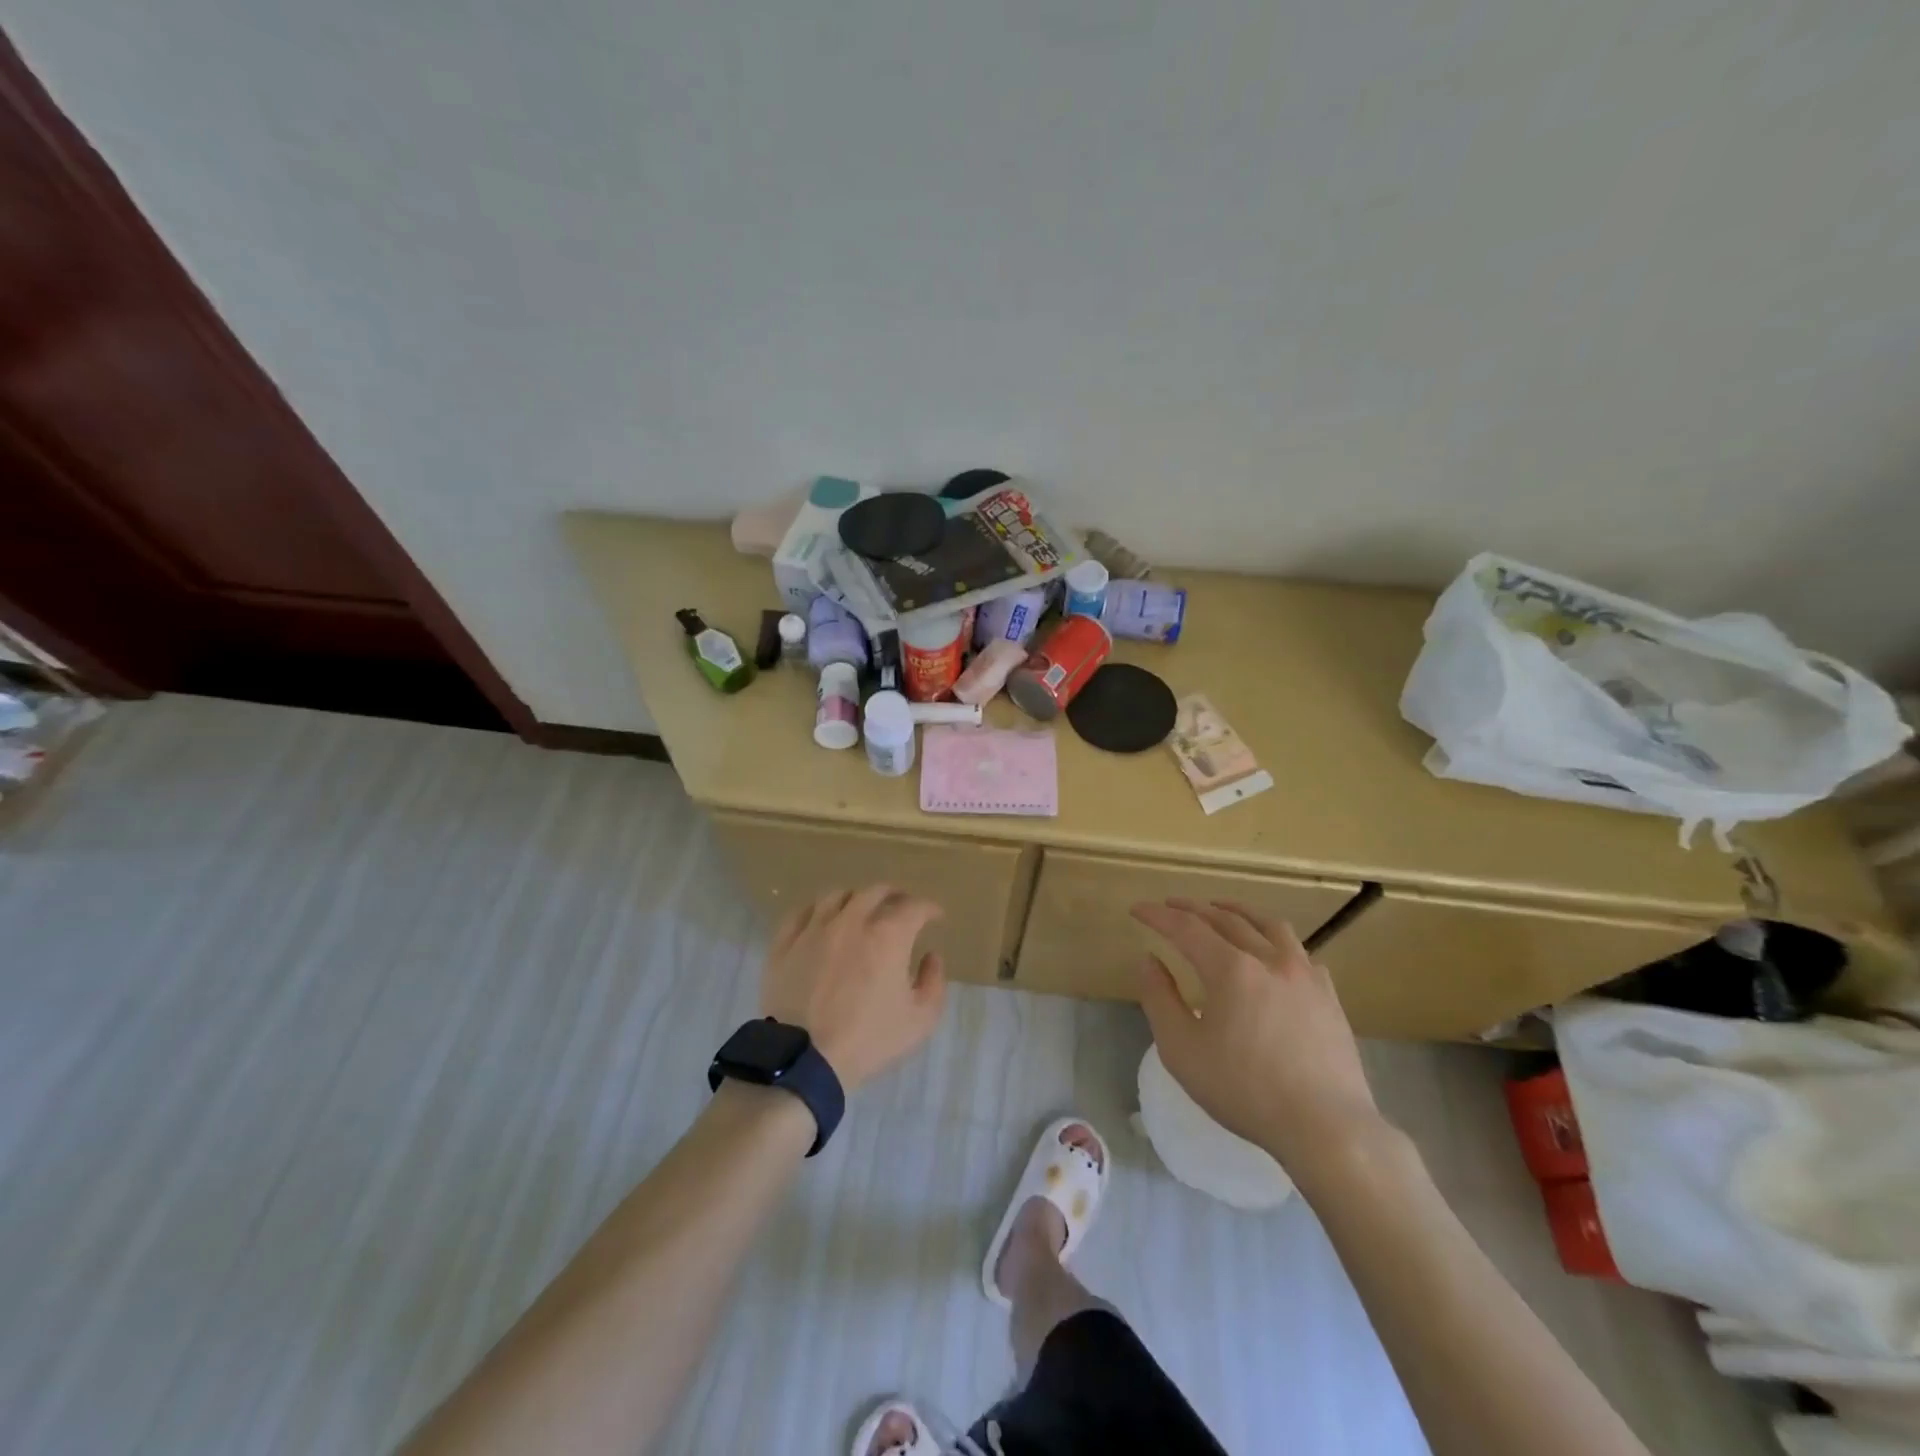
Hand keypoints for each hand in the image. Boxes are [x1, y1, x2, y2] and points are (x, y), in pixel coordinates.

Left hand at [760, 885, 947, 1091]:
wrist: (805, 1059)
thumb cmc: (868, 1040)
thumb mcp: (920, 1020)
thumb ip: (933, 982)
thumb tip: (931, 956)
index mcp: (888, 935)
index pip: (915, 907)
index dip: (929, 908)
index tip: (935, 916)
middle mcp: (852, 921)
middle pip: (875, 892)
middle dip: (894, 895)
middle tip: (901, 906)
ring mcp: (814, 929)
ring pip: (837, 895)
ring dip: (855, 898)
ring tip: (860, 908)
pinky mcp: (785, 943)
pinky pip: (801, 912)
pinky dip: (817, 910)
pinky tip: (821, 919)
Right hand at [1131, 898, 1386, 1181]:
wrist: (1327, 1127)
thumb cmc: (1245, 1091)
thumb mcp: (1182, 1050)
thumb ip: (1160, 999)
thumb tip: (1149, 960)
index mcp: (1231, 970)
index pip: (1186, 928)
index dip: (1159, 915)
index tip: (1138, 909)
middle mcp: (1269, 959)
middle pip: (1226, 919)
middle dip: (1193, 908)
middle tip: (1170, 905)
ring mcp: (1304, 975)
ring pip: (1268, 926)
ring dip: (1238, 912)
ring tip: (1221, 909)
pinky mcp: (1328, 996)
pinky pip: (1299, 952)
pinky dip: (1275, 940)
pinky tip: (1272, 952)